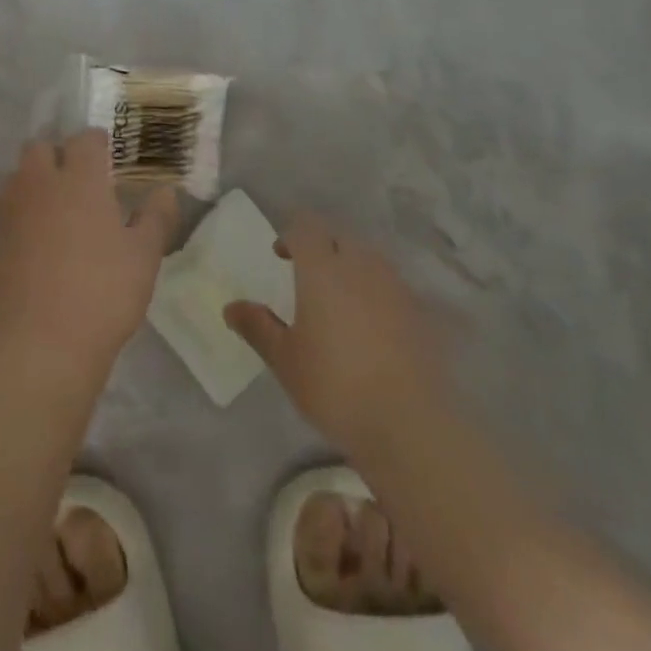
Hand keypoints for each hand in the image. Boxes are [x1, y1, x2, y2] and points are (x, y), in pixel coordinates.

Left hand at [0, 131, 180, 371]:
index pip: (84, 139)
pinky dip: (15, 233)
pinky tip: (30, 261)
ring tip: (53, 219)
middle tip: (77, 183)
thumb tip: (167, 191)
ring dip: (31, 190)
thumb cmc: (104, 292)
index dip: (96, 143)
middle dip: (55, 156)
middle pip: (38, 149)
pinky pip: (1, 228)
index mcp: (78, 180)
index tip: (107, 156)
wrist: (43, 345)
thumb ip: (156, 217)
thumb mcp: (145, 255)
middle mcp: (36, 186)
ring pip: (14, 184)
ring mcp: (5, 217)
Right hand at [225, 214, 453, 460]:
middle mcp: (360, 266)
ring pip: (369, 259)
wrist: (408, 423)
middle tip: (307, 275)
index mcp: (322, 269)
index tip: (281, 255)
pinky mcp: (420, 312)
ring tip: (340, 299)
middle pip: (340, 237)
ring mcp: (395, 287)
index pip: (306, 227)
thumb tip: (231, 308)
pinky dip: (377, 292)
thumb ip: (258, 327)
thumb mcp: (285, 360)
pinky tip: (372, 325)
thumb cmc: (334, 386)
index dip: (291, 235)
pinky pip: (392, 286)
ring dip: (351, 266)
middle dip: (322, 247)